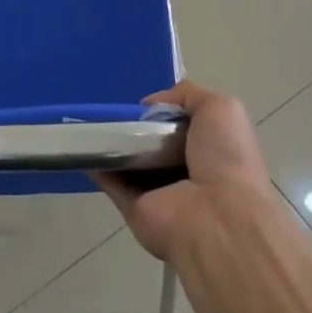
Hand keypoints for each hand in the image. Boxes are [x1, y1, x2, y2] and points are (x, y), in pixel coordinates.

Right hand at [96, 80, 273, 260]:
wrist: (218, 217)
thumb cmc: (226, 158)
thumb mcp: (221, 109)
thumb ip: (188, 95)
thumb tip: (150, 105)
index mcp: (212, 151)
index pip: (183, 127)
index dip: (165, 112)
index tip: (145, 104)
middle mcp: (186, 172)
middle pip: (153, 144)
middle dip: (135, 126)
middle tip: (116, 110)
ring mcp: (159, 193)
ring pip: (130, 162)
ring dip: (112, 144)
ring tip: (93, 121)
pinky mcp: (135, 208)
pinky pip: (112, 182)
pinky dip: (97, 165)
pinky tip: (85, 144)